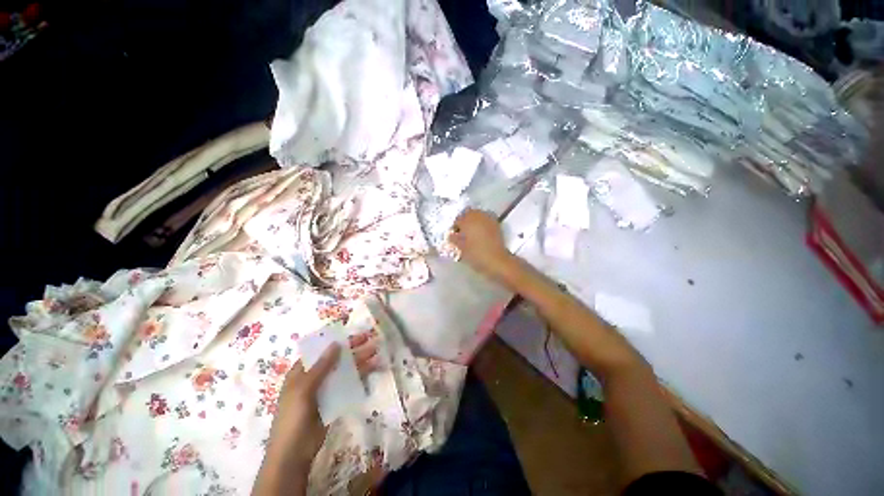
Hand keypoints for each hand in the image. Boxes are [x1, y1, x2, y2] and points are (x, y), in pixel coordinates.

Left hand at [263, 331, 378, 470]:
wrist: (294, 453)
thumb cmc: (292, 418)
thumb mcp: (303, 389)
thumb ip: (321, 367)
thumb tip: (336, 344)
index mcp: (301, 371)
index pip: (321, 350)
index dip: (338, 340)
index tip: (355, 334)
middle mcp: (314, 377)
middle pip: (337, 358)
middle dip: (354, 349)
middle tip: (372, 340)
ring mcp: (325, 389)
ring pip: (345, 371)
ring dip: (360, 362)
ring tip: (377, 354)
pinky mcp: (334, 400)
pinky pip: (348, 385)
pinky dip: (360, 377)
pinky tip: (372, 372)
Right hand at [448, 209, 514, 280]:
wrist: (497, 260)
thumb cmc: (476, 254)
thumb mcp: (461, 248)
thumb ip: (454, 239)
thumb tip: (451, 235)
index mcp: (467, 220)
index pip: (457, 220)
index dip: (454, 228)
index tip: (454, 236)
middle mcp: (478, 216)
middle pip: (468, 214)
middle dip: (464, 221)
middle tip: (462, 233)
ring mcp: (488, 219)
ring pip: (478, 215)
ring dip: (473, 221)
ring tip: (471, 233)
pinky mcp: (496, 224)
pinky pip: (486, 220)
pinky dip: (482, 224)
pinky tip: (480, 234)